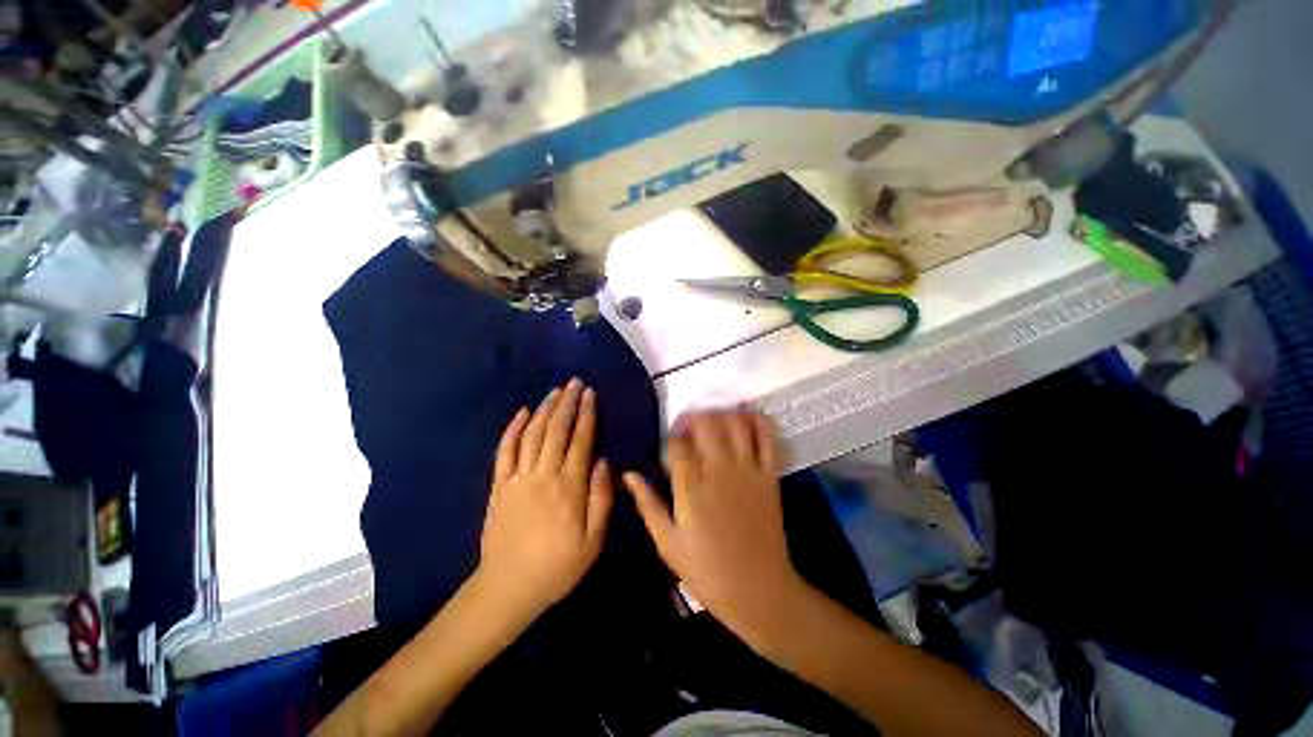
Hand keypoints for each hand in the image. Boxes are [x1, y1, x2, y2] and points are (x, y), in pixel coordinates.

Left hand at [476, 379, 612, 622]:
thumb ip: (601, 498)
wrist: (508, 587)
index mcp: (570, 486)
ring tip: (555, 391)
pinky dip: (513, 428)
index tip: (590, 394)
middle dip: (568, 402)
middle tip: (574, 382)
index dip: (587, 414)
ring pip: (533, 434)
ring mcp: (518, 478)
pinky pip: (505, 450)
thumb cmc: (558, 566)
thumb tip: (605, 462)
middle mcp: (544, 475)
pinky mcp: (499, 485)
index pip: (581, 440)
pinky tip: (522, 412)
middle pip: (557, 430)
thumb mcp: (594, 540)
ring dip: (545, 409)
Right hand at [624, 409, 804, 642]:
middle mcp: (719, 469)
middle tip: (688, 426)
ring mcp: (747, 470)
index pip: (678, 442)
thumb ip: (647, 504)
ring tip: (713, 420)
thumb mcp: (667, 542)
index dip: (671, 435)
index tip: (670, 439)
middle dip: (694, 417)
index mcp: (691, 486)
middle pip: (706, 423)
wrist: (758, 590)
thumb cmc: (706, 569)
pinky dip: (758, 421)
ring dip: (722, 413)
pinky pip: (767, 439)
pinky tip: (746, 416)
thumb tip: (628, 475)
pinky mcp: (769, 475)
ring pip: (735, 424)